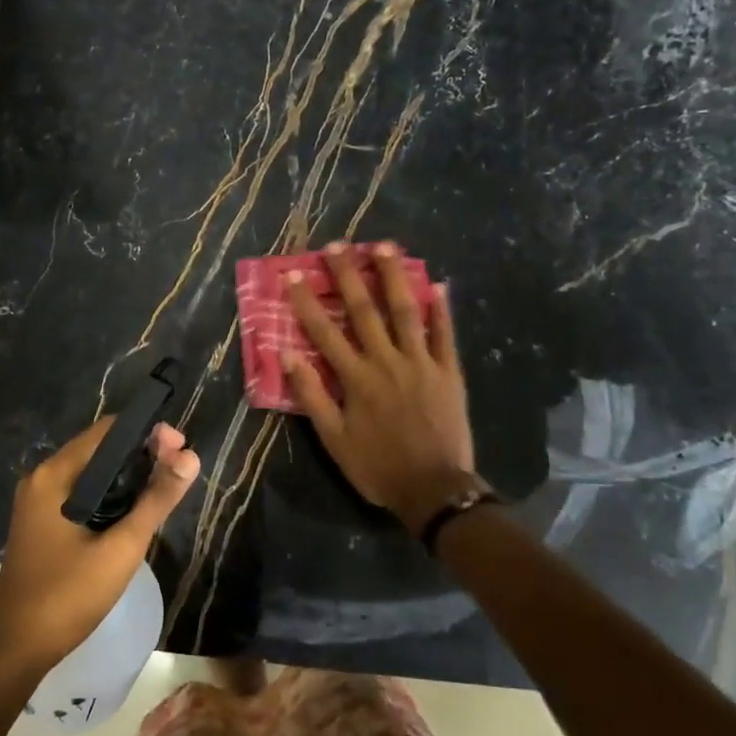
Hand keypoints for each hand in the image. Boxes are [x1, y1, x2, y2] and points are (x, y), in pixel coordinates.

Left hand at [0, 419, 199, 676]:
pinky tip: (133, 509)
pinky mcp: (42, 522)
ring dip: (127, 474)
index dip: (147, 433)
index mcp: (55, 475)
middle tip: (180, 466)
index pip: (107, 431)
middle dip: (141, 453)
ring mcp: (38, 501)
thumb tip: (191, 457)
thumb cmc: (68, 596)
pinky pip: (81, 492)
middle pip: (99, 449)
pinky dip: (110, 493)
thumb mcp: (121, 548)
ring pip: (92, 472)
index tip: (181, 447)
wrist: (17, 649)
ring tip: (165, 486)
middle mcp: (43, 478)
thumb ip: (156, 500)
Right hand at [283, 241, 477, 535]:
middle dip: (349, 275)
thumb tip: (287, 355)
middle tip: (338, 245)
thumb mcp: (333, 439)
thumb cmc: (378, 466)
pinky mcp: (449, 372)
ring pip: (405, 312)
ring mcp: (421, 363)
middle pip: (364, 310)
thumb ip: (311, 395)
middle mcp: (387, 361)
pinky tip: (438, 285)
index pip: (324, 331)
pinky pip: (445, 335)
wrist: (434, 490)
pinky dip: (441, 310)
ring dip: (394, 277)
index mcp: (356, 378)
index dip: (306, 301)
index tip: (292, 274)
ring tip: (385, 246)